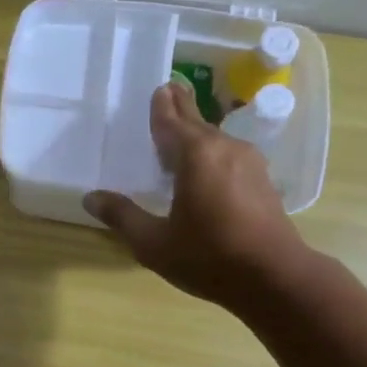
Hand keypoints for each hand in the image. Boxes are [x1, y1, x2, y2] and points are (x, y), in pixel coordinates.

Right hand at [84, 81, 316, 309]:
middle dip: (182, 107)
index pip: (171, 123)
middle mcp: (224, 149)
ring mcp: (249, 164)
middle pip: (197, 122)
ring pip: (216, 139)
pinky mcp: (262, 182)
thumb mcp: (154, 243)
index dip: (161, 107)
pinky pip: (229, 155)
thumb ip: (123, 217)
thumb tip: (92, 198)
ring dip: (198, 131)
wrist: (274, 278)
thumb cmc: (209, 257)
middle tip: (171, 90)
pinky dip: (212, 152)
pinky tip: (207, 165)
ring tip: (183, 129)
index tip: (159, 88)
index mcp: (195, 156)